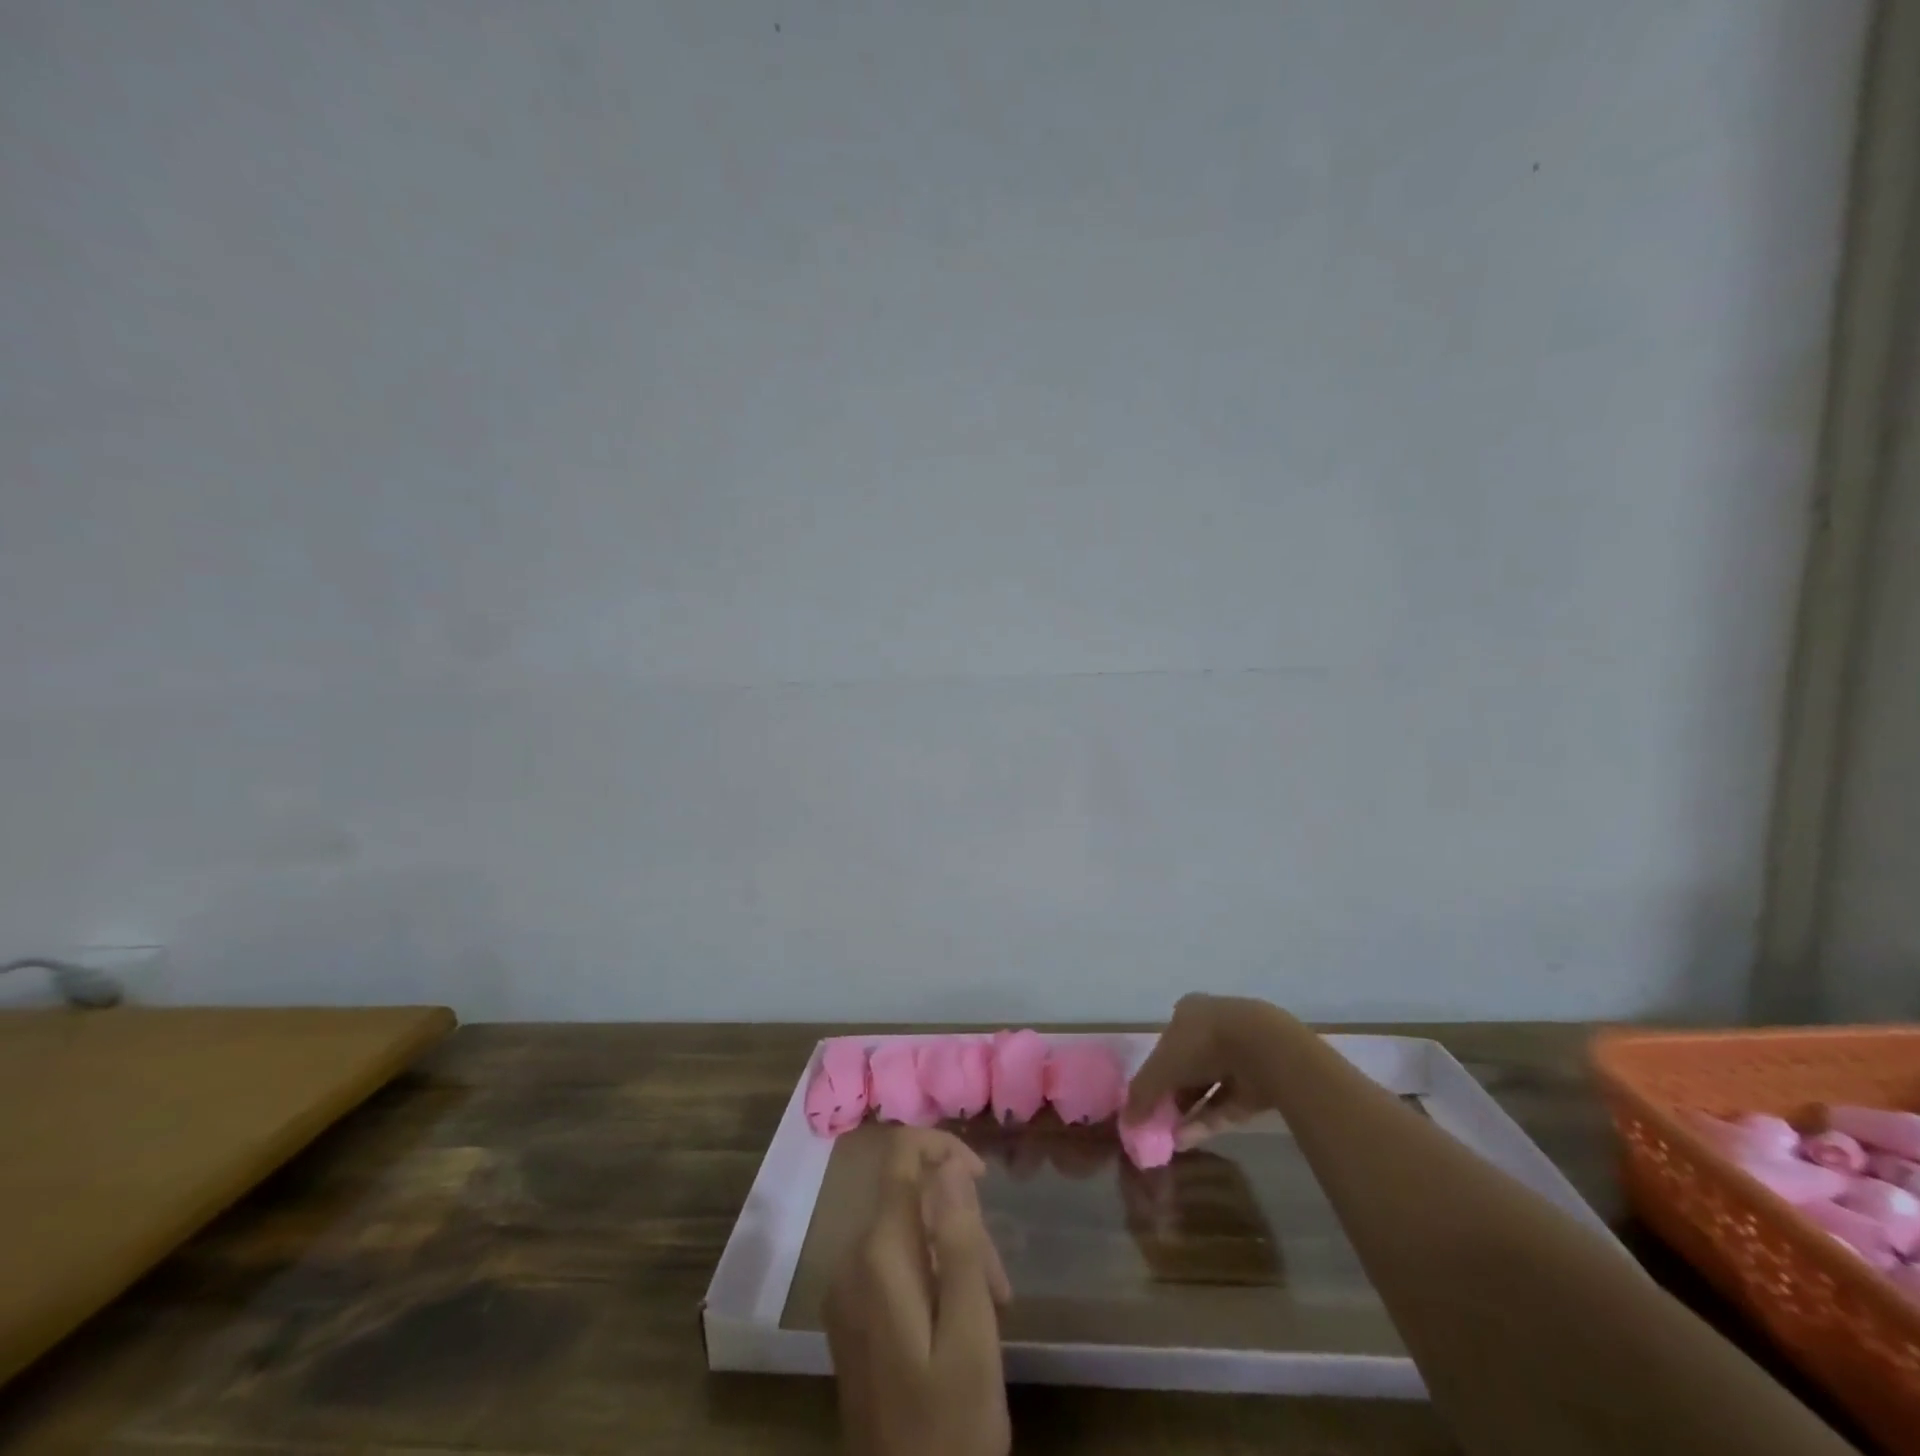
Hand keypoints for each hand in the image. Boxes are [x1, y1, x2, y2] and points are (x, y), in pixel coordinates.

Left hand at [824, 1128, 1012, 1455]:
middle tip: (999, 1285)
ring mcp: (846, 1289)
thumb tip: (948, 1160)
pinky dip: (931, 1272)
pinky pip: (893, 1262)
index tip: (985, 1182)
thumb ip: (960, 1239)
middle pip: (910, 1196)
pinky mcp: (851, 1315)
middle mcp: (851, 1259)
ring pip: (906, 1229)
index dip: (944, 1148)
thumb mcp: (971, 1332)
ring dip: (951, 1251)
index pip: (900, 1156)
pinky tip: (957, 1318)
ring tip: (989, 1310)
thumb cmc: (950, 1425)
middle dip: (960, 1220)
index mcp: (877, 1254)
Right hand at [1122, 993, 1285, 1149]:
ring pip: (1209, 1086)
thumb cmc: (1202, 1043)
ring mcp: (1240, 1054)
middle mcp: (1214, 1028)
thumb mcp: (1161, 1067)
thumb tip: (1126, 1120)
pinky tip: (1187, 1140)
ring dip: (1189, 1111)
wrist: (1264, 1048)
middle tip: (1158, 1121)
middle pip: (1188, 1065)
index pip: (1167, 1041)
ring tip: (1170, 1138)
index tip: (1147, 1096)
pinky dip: (1208, 1120)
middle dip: (1173, 1093)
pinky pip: (1228, 1103)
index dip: (1155, 1069)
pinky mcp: (1259, 1081)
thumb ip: (1142, 1093)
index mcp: (1189, 1012)